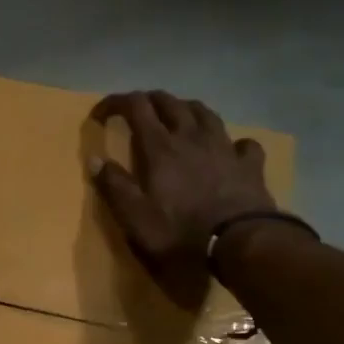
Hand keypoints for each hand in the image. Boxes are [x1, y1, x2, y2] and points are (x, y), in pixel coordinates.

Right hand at [87, 90, 276, 306]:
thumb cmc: (179, 232)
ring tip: (178, 116)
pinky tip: (229, 149)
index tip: (100, 114)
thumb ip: (113, 185)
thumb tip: (94, 159)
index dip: (116, 103)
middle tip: (137, 111)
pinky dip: (232, 141)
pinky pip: (242, 142)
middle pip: (170, 102)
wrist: (238, 243)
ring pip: (205, 113)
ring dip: (187, 109)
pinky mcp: (249, 164)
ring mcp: (224, 147)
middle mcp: (192, 137)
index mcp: (160, 147)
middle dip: (149, 100)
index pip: (136, 107)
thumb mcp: (134, 216)